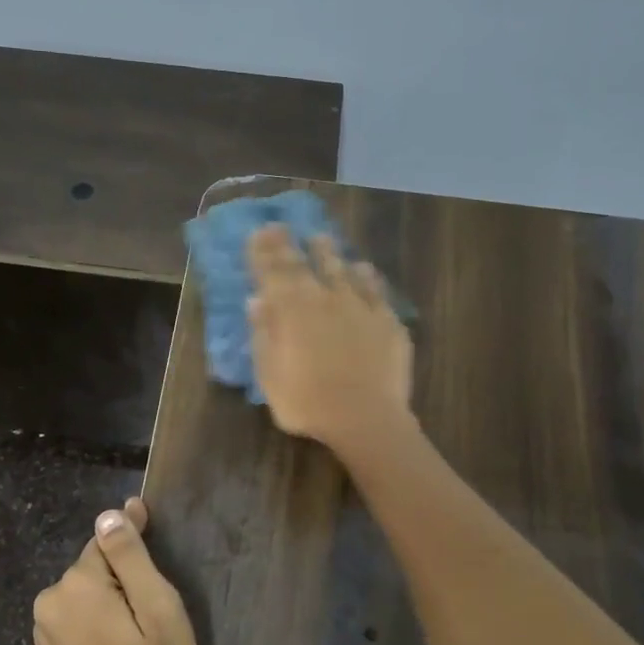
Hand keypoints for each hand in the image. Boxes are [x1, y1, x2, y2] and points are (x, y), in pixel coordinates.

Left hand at [32, 497, 203, 644]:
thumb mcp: (159, 611)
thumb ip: (131, 558)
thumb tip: (108, 514)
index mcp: (76, 586)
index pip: (107, 540)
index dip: (134, 538)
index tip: (151, 523)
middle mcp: (50, 600)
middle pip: (96, 566)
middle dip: (126, 576)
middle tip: (156, 605)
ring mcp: (45, 628)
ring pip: (89, 590)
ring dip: (114, 598)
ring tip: (142, 627)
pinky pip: (79, 614)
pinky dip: (100, 617)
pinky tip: (122, 641)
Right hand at [246, 224, 412, 453]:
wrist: (366, 417)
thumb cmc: (307, 402)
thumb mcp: (270, 375)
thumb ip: (264, 334)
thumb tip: (257, 300)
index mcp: (291, 310)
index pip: (273, 272)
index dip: (263, 252)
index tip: (257, 232)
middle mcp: (324, 298)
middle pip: (305, 264)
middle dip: (288, 245)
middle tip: (280, 227)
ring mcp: (359, 306)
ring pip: (342, 270)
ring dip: (329, 253)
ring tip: (321, 239)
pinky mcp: (386, 320)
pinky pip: (375, 289)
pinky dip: (365, 276)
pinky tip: (364, 269)